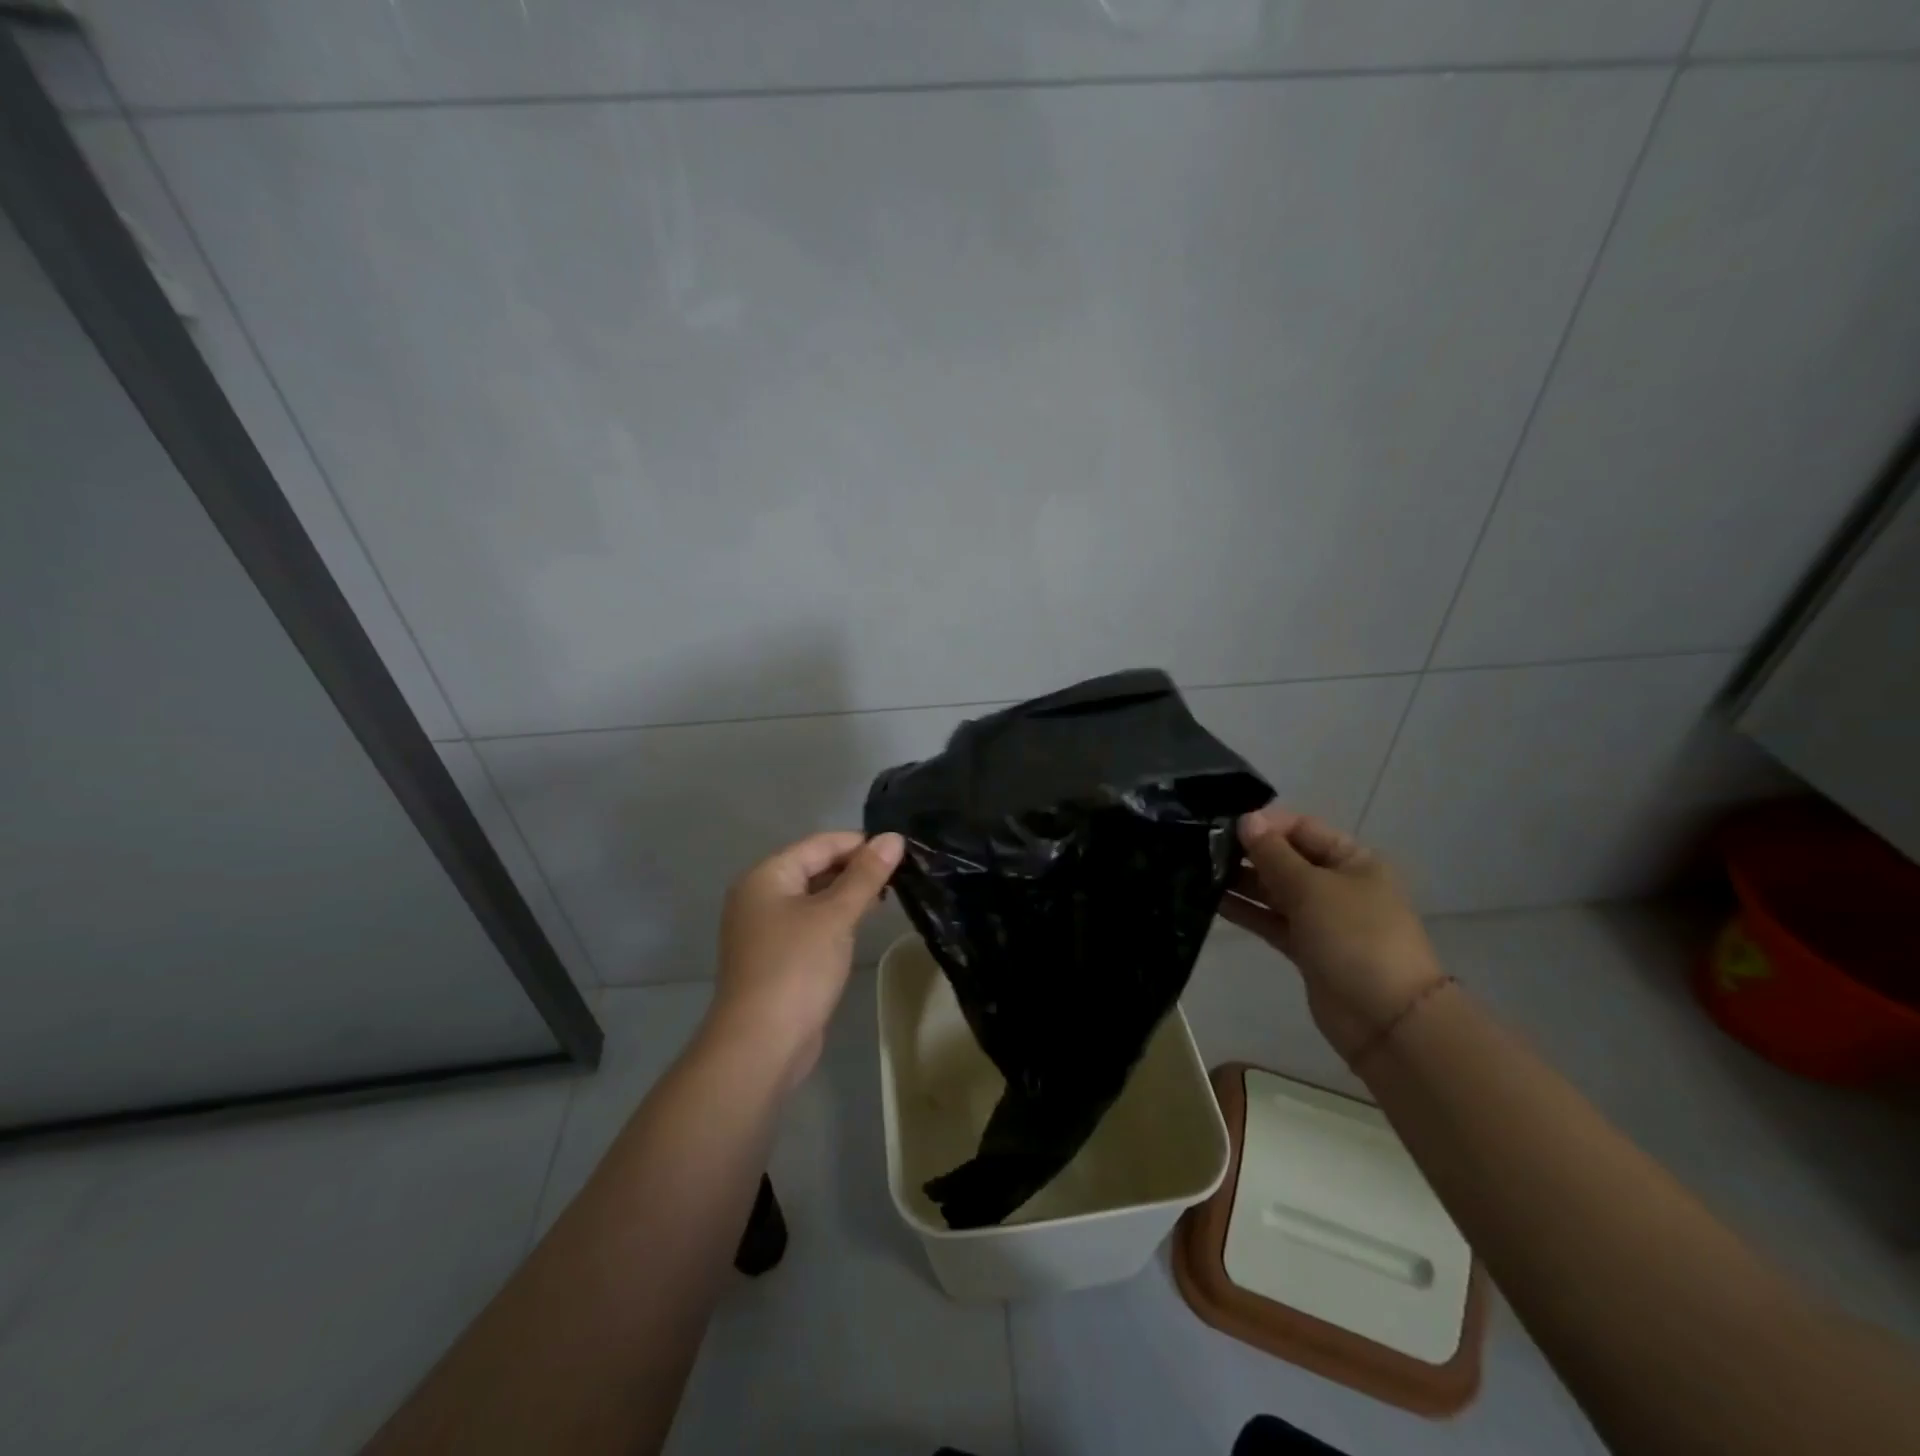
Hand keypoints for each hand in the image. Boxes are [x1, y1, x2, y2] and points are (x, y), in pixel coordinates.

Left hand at [706, 830, 904, 1092]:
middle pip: (814, 867)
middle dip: (855, 868)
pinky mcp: (775, 957)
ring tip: (888, 896)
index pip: (819, 844)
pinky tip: (861, 924)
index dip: (860, 843)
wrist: (761, 1044)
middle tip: (900, 874)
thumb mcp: (836, 915)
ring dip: (848, 894)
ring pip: (813, 897)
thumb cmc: (797, 968)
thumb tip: (893, 837)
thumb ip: (866, 875)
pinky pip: (809, 923)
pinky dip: (835, 919)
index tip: (901, 850)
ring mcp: (764, 929)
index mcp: (766, 876)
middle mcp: (759, 896)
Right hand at [1220, 806, 1443, 1064]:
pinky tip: (1212, 900)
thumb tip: (1246, 819)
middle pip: (1286, 858)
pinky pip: (1271, 920)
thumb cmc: (1355, 937)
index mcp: (1352, 860)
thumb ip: (1274, 854)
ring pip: (1275, 891)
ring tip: (1199, 872)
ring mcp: (1321, 918)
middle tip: (1202, 848)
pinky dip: (1246, 911)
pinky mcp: (1305, 947)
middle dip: (1249, 853)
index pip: (1302, 828)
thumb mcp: (1312, 887)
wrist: (1386, 1019)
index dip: (1265, 824)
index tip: (1225, 825)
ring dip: (1241, 882)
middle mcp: (1337, 884)